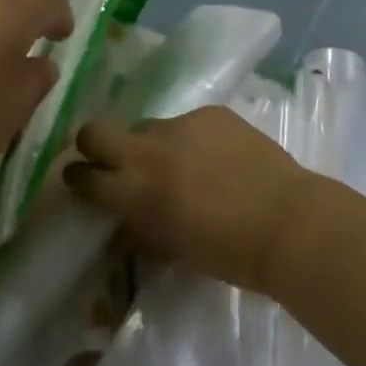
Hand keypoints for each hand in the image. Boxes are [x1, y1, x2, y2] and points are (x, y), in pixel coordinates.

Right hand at [66, 108, 314, 292]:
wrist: (288, 222)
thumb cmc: (229, 252)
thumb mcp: (173, 249)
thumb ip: (141, 229)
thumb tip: (124, 222)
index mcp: (134, 191)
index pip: (84, 176)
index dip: (77, 178)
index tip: (80, 180)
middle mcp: (147, 150)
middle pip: (95, 131)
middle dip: (93, 144)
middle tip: (108, 158)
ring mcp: (180, 124)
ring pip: (147, 127)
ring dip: (153, 146)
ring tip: (184, 166)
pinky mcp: (210, 112)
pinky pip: (187, 123)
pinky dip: (192, 140)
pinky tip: (218, 159)